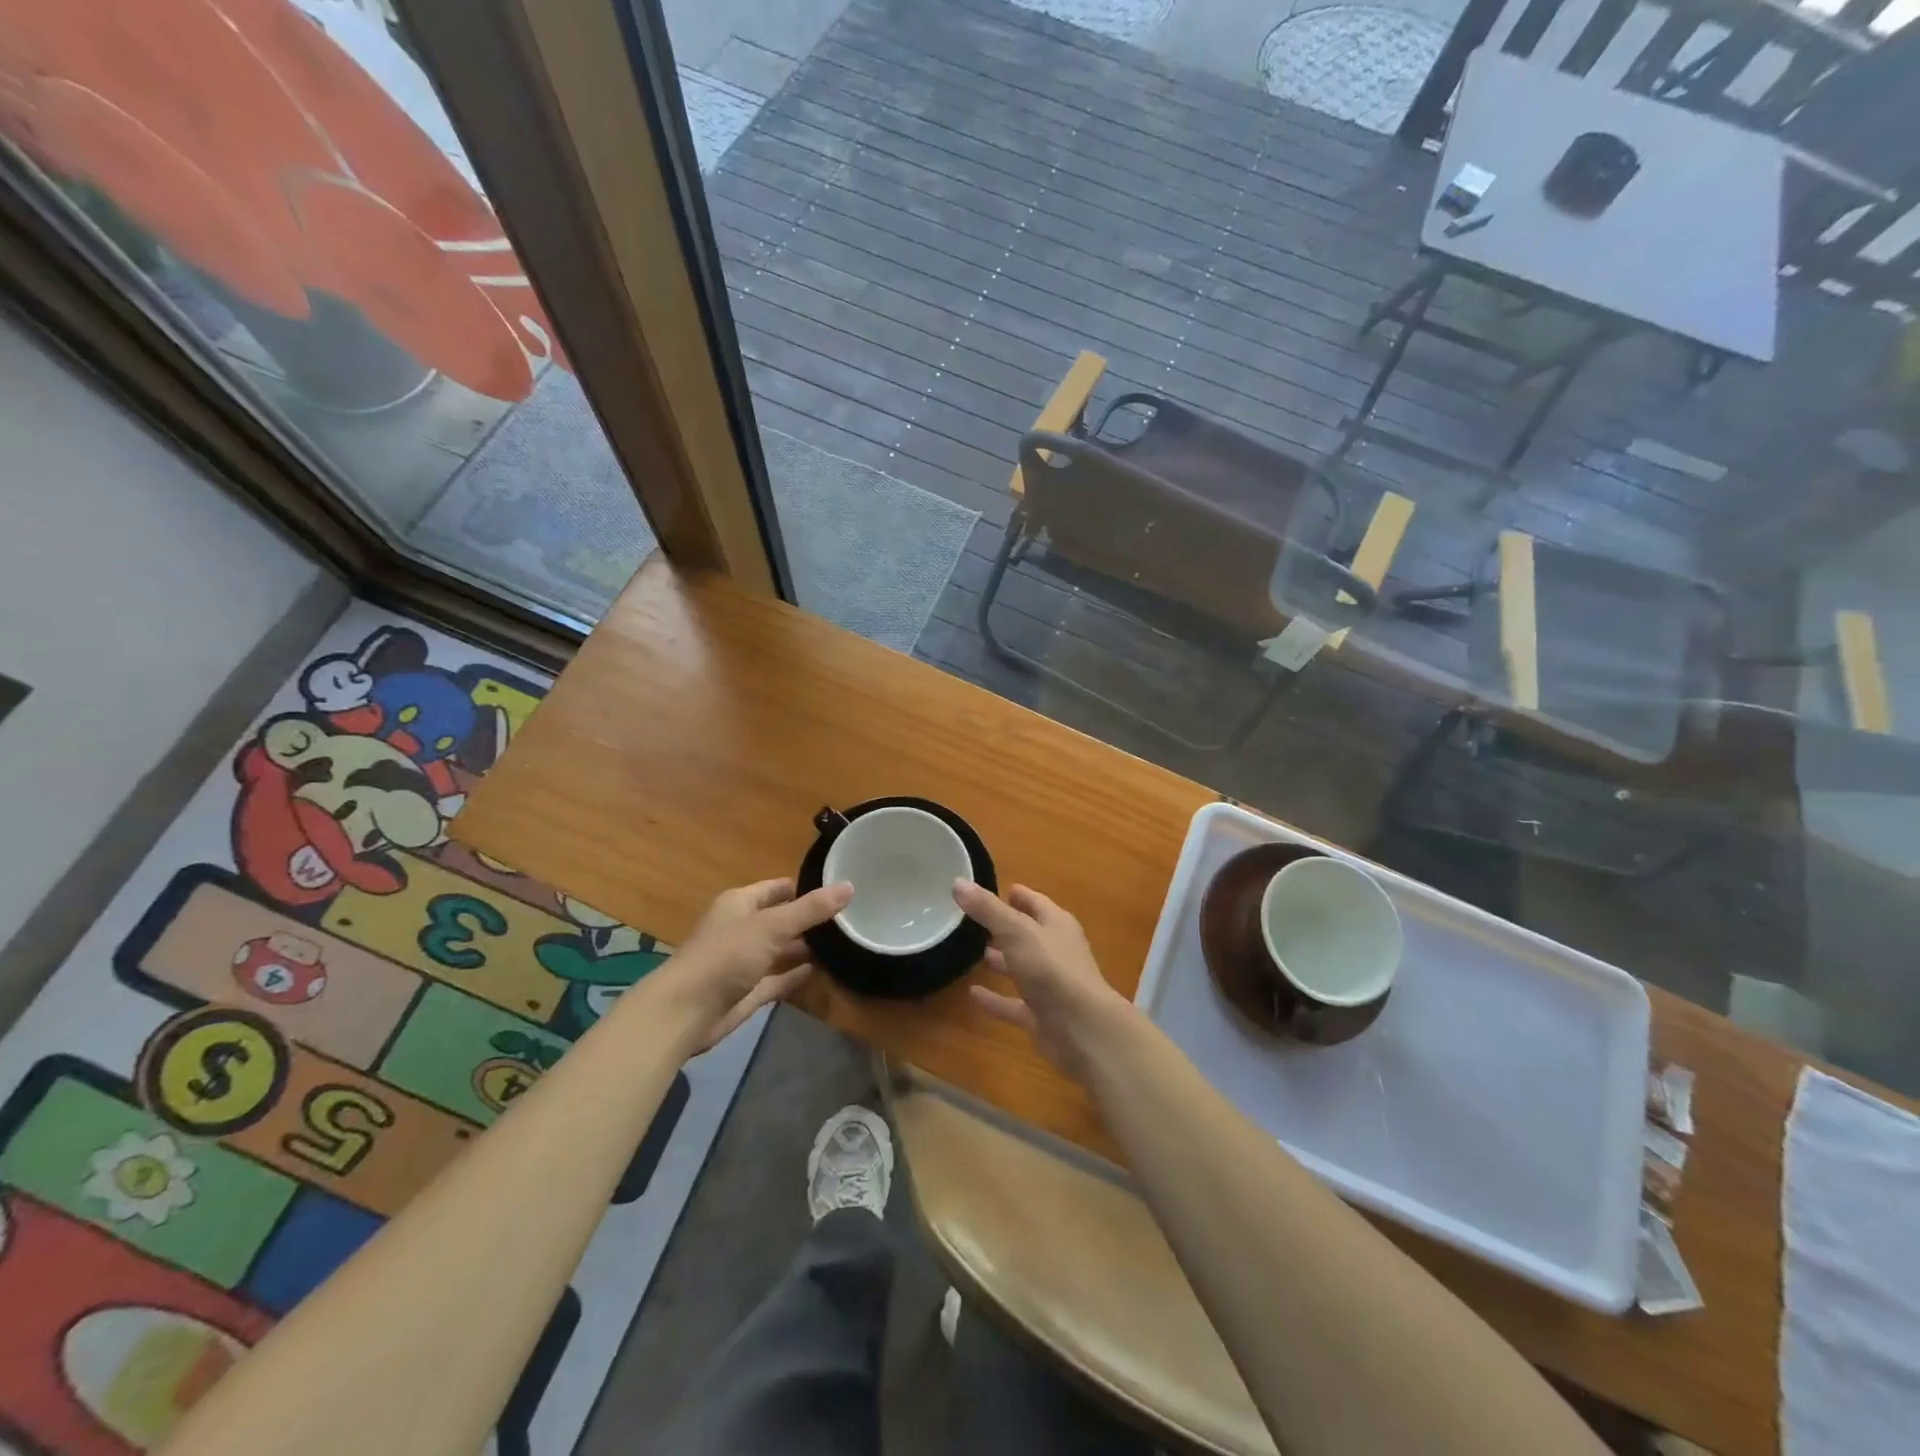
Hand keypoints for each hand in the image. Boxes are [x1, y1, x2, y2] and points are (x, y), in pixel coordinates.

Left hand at [664, 878, 851, 1052]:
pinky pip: (777, 978)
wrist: (686, 1012)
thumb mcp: (772, 926)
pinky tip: (820, 970)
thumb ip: (811, 909)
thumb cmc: (726, 956)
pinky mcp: (747, 991)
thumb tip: (849, 886)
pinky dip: (795, 974)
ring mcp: (744, 962)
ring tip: (842, 943)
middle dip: (808, 919)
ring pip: (780, 949)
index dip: (804, 887)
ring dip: (804, 947)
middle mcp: (741, 929)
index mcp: (739, 904)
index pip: (777, 888)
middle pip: (780, 919)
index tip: (837, 888)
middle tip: (848, 918)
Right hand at [954, 881, 1135, 1082]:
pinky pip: (1013, 1003)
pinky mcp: (1041, 1016)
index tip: (1001, 889)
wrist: (1082, 1030)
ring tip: (975, 953)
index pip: (1036, 903)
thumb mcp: (1016, 932)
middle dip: (1006, 928)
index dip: (1020, 896)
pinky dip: (995, 999)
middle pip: (1029, 935)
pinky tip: (973, 995)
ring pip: (1022, 968)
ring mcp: (1050, 986)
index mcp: (1057, 925)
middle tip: (977, 922)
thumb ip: (987, 909)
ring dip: (1003, 961)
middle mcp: (1056, 952)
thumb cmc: (1051, 970)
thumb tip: (958, 882)